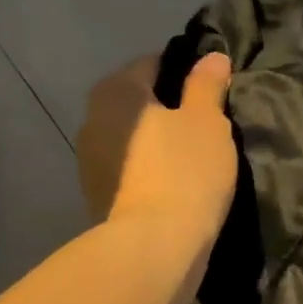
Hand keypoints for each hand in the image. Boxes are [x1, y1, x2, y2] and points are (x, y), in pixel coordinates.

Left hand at [77, 53, 235, 242]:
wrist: (155, 246)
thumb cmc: (185, 171)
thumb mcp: (207, 120)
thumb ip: (207, 84)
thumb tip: (212, 57)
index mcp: (116, 91)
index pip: (154, 63)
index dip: (186, 72)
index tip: (212, 90)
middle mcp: (92, 118)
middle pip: (139, 102)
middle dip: (169, 108)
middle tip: (208, 124)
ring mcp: (90, 161)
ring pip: (134, 138)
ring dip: (158, 142)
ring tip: (195, 156)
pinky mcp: (97, 196)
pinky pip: (130, 169)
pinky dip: (150, 170)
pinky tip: (177, 183)